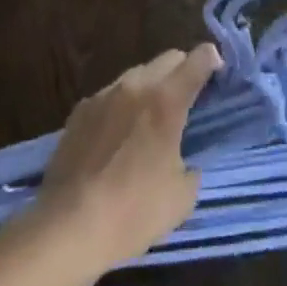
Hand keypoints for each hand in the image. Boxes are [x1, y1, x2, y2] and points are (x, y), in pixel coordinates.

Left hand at [34, 44, 222, 270]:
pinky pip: (110, 96)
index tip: (218, 74)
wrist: (68, 227)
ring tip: (149, 121)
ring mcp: (104, 95)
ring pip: (137, 75)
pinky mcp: (79, 111)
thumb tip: (185, 163)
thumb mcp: (181, 198)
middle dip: (182, 71)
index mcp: (167, 99)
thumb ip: (192, 169)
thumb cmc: (133, 211)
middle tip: (186, 101)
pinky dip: (122, 106)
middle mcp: (136, 85)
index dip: (213, 60)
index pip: (199, 59)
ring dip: (151, 88)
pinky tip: (117, 137)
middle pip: (168, 58)